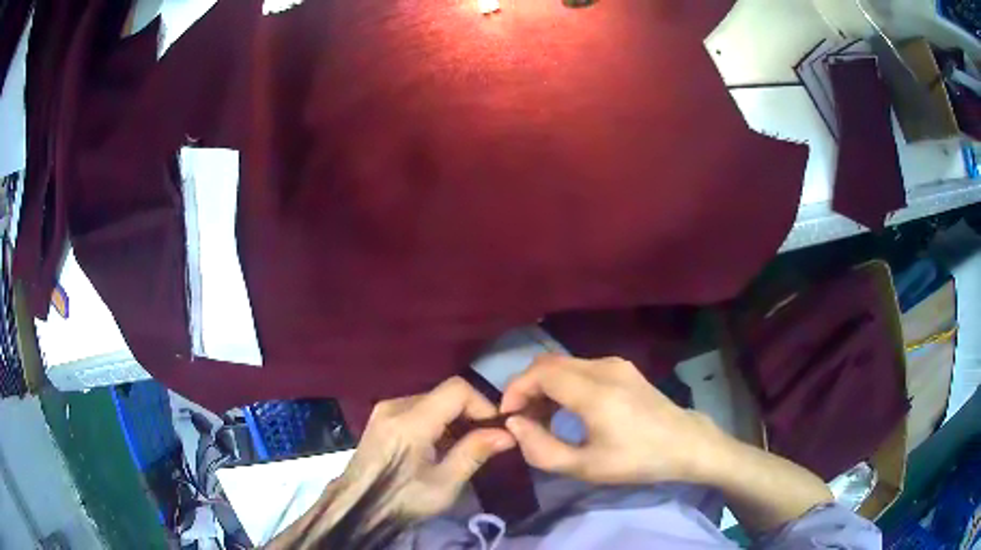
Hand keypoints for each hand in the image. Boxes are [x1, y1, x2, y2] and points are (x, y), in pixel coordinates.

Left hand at [337, 377, 515, 519]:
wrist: (356, 507)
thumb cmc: (401, 499)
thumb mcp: (443, 484)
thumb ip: (473, 453)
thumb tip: (507, 434)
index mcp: (410, 420)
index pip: (457, 389)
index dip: (482, 404)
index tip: (495, 430)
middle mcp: (395, 405)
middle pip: (444, 394)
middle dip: (470, 414)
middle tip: (485, 441)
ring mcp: (384, 410)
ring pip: (432, 400)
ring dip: (454, 418)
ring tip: (463, 446)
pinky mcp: (380, 418)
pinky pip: (417, 409)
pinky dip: (436, 421)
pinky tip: (439, 446)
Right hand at [500, 355, 722, 484]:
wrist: (685, 444)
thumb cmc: (637, 460)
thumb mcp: (586, 467)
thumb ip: (542, 449)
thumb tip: (515, 424)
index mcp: (595, 392)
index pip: (540, 373)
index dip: (515, 390)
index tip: (509, 416)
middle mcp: (604, 367)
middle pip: (548, 363)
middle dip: (526, 387)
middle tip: (523, 420)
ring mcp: (615, 364)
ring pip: (563, 364)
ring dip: (544, 386)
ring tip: (542, 418)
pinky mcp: (622, 368)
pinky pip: (580, 368)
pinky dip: (563, 384)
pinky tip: (567, 410)